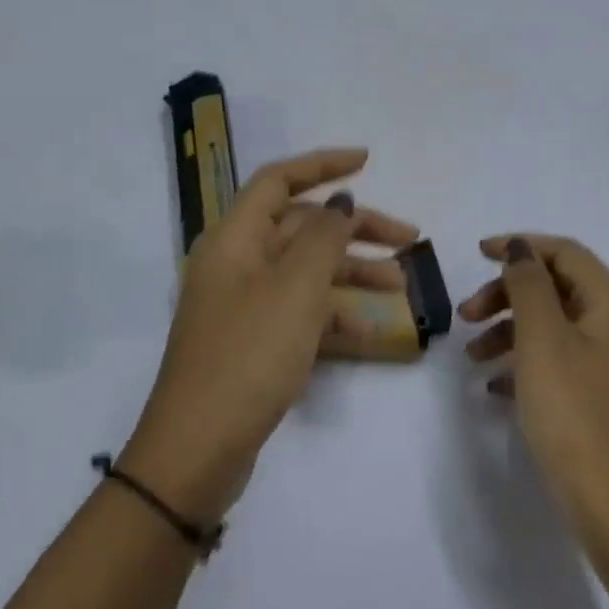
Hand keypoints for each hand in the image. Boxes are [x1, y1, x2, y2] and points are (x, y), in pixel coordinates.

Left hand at [122, 148, 417, 520]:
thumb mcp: (295, 289)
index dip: (323, 164)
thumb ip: (324, 238)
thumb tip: (341, 204)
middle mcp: (236, 263)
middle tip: (409, 240)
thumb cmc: (249, 355)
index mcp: (234, 239)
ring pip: (306, 271)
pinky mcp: (254, 341)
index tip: (368, 161)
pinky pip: (300, 312)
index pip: (279, 180)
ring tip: (402, 287)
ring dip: (352, 273)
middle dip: (355, 230)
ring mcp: (244, 305)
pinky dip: (334, 314)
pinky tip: (372, 331)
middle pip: (301, 227)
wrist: (199, 447)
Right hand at [459, 235, 608, 539]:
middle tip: (465, 315)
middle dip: (507, 294)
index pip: (565, 253)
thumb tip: (521, 249)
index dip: (520, 246)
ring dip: (508, 329)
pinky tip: (494, 384)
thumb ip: (529, 286)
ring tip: (471, 356)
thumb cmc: (573, 411)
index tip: (476, 255)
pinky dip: (522, 361)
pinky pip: (555, 360)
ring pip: (552, 325)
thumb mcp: (543, 340)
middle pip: (556, 288)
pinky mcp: (597, 394)